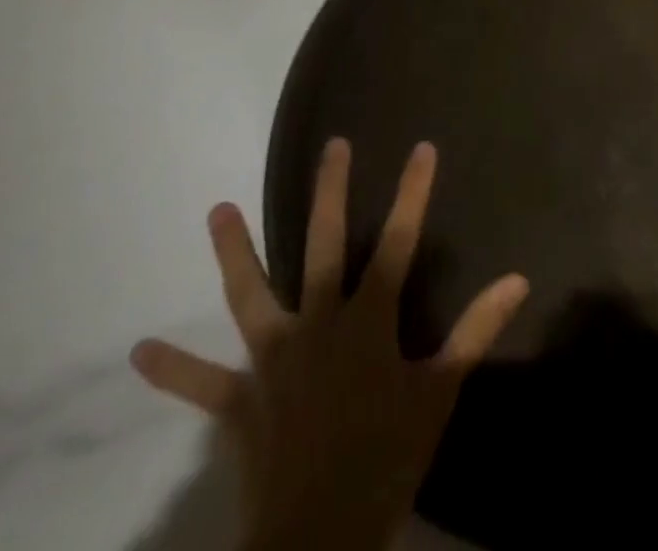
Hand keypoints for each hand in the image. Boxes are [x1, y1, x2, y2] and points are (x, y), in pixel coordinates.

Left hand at [131, 140, 528, 550]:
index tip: (422, 147)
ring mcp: (273, 359)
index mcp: (367, 321)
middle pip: (322, 245)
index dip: (412, 193)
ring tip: (216, 210)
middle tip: (332, 145)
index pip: (398, 241)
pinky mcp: (239, 402)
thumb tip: (518, 280)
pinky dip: (173, 369)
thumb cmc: (386, 460)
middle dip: (329, 192)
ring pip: (251, 295)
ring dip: (233, 252)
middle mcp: (317, 324)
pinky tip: (139, 353)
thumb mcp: (440, 394)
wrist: (320, 538)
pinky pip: (202, 384)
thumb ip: (476, 332)